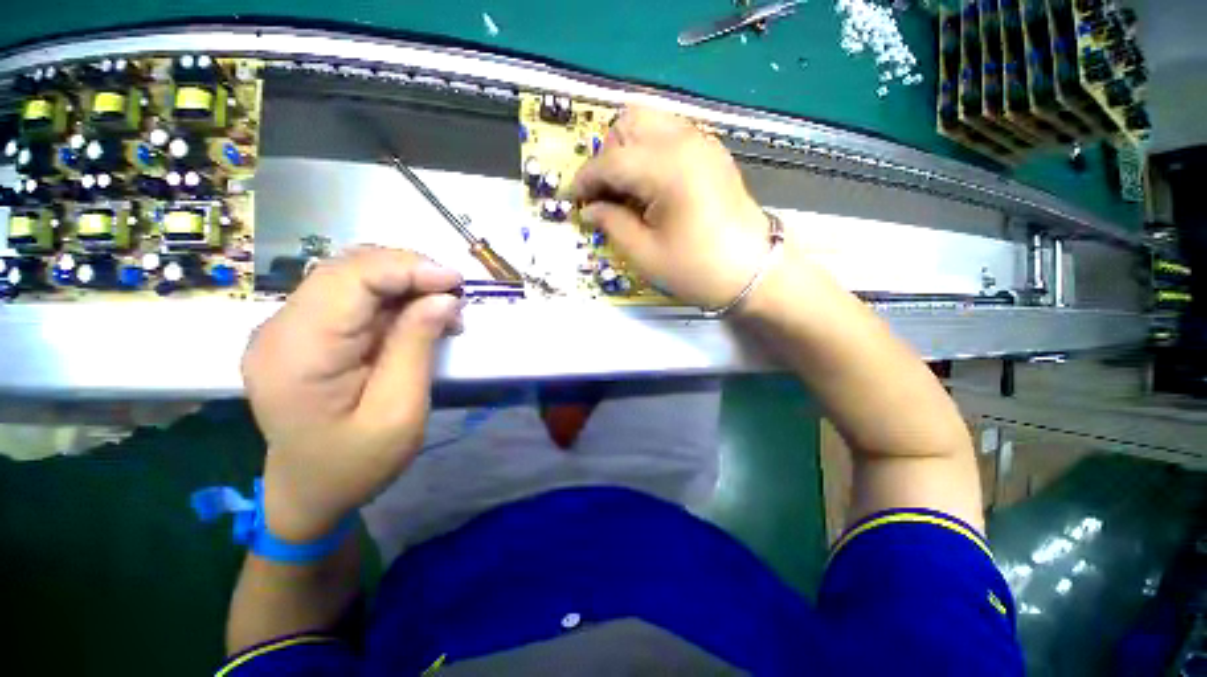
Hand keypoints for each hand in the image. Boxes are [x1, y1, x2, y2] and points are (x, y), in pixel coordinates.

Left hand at [241, 248, 462, 541]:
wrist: (310, 492)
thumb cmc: (356, 463)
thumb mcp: (399, 411)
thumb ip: (417, 346)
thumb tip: (443, 298)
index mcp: (297, 353)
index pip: (349, 278)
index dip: (407, 268)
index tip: (456, 282)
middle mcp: (280, 329)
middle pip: (348, 269)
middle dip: (410, 272)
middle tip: (455, 296)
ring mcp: (286, 328)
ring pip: (351, 276)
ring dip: (404, 283)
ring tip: (443, 309)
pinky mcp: (302, 332)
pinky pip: (350, 296)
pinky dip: (392, 297)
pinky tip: (418, 316)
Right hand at [569, 107, 769, 309]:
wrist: (755, 271)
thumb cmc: (698, 269)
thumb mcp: (646, 255)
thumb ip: (612, 224)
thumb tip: (589, 209)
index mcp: (667, 168)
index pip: (610, 160)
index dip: (585, 179)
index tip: (572, 200)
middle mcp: (685, 141)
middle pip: (628, 122)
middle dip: (607, 156)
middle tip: (605, 195)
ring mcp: (702, 141)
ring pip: (649, 121)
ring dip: (627, 149)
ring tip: (626, 190)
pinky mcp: (711, 151)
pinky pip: (669, 133)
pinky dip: (649, 150)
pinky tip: (650, 185)